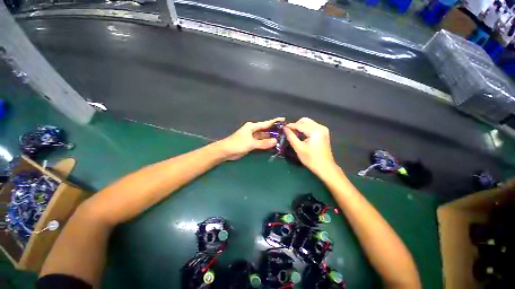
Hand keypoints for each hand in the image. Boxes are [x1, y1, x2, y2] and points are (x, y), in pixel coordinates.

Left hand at [217, 117, 284, 160]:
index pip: (266, 123)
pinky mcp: (251, 143)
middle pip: (265, 130)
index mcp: (252, 127)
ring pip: (263, 136)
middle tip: (285, 132)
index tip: (283, 120)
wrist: (226, 151)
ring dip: (270, 138)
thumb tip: (275, 141)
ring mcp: (252, 137)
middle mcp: (253, 130)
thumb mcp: (251, 143)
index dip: (275, 121)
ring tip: (281, 138)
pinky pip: (260, 142)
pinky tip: (272, 144)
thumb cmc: (237, 144)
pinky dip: (266, 143)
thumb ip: (263, 143)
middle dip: (274, 131)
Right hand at [284, 118, 335, 174]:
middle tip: (289, 132)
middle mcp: (320, 127)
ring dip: (300, 127)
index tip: (282, 128)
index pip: (299, 125)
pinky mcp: (323, 132)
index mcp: (315, 131)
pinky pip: (312, 126)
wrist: (325, 168)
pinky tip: (301, 136)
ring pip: (308, 123)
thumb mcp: (299, 148)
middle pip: (304, 120)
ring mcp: (323, 129)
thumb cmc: (311, 159)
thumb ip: (291, 136)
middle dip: (295, 125)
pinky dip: (305, 129)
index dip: (290, 126)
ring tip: (294, 135)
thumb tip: (285, 129)